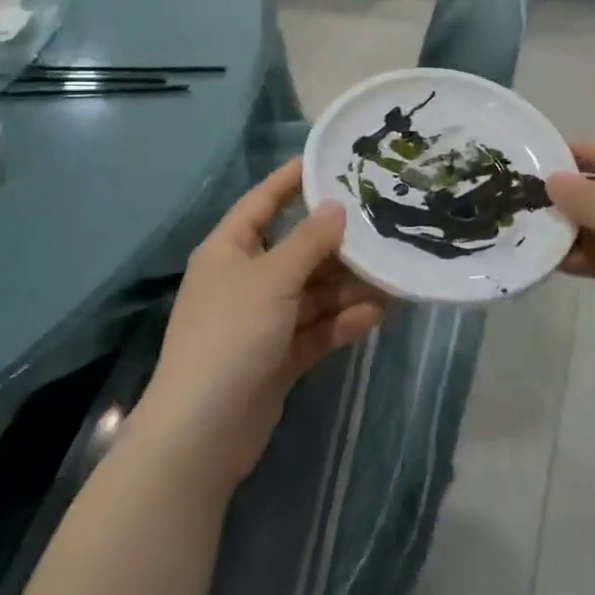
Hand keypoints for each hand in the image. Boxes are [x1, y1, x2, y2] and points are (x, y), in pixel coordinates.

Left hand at [135, 160, 387, 488]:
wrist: (202, 433)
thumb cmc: (232, 335)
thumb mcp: (273, 279)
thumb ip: (309, 242)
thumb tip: (337, 206)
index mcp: (229, 250)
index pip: (263, 201)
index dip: (292, 180)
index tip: (330, 160)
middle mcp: (245, 280)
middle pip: (297, 250)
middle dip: (337, 244)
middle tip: (382, 226)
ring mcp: (261, 321)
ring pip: (312, 293)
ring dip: (347, 287)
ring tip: (392, 276)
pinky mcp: (277, 357)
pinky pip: (315, 329)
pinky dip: (341, 322)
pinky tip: (377, 315)